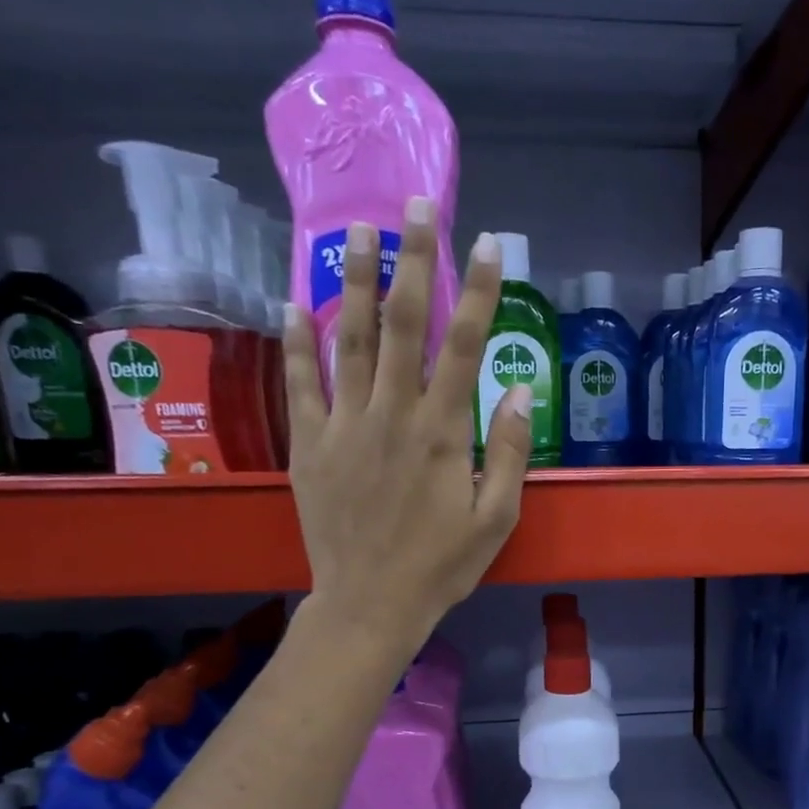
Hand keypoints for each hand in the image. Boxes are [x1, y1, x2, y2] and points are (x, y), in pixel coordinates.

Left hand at [284, 199, 530, 653]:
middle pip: (402, 324)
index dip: (478, 291)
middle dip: (413, 260)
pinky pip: (300, 384)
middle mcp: (391, 415)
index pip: (464, 346)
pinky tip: (293, 304)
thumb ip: (506, 452)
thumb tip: (515, 390)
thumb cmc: (441, 566)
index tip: (488, 244)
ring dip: (353, 281)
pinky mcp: (310, 446)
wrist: (371, 604)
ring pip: (347, 340)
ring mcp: (344, 426)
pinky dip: (296, 342)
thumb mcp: (495, 519)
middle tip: (414, 204)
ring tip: (357, 231)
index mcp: (442, 432)